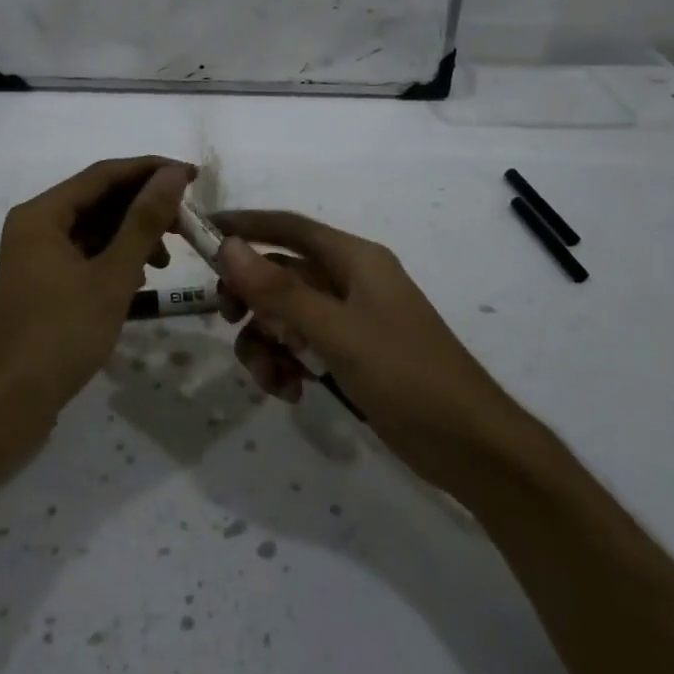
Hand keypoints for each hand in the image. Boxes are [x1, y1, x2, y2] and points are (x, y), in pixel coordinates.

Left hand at [0, 157, 193, 456]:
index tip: (193, 176)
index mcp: (42, 214)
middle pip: (98, 200)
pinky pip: (85, 254)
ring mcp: (36, 256)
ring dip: (132, 236)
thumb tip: (172, 174)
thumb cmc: (61, 335)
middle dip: (144, 208)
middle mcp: (35, 225)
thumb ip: (144, 222)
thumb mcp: (111, 276)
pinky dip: (115, 259)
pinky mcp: (43, 283)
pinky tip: (141, 277)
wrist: (8, 404)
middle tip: (188, 222)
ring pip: (94, 229)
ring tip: (167, 258)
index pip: (103, 174)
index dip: (151, 171)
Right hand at [213, 210, 529, 490]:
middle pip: (280, 273)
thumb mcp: (338, 334)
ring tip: (272, 379)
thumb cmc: (409, 377)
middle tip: (227, 320)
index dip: (244, 225)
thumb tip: (228, 246)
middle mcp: (350, 281)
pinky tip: (292, 392)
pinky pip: (301, 345)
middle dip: (251, 298)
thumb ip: (281, 291)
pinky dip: (286, 364)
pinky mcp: (350, 354)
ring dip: (266, 343)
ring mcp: (350, 320)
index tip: (202, 231)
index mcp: (355, 260)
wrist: (471, 447)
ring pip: (285, 315)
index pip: (288, 227)